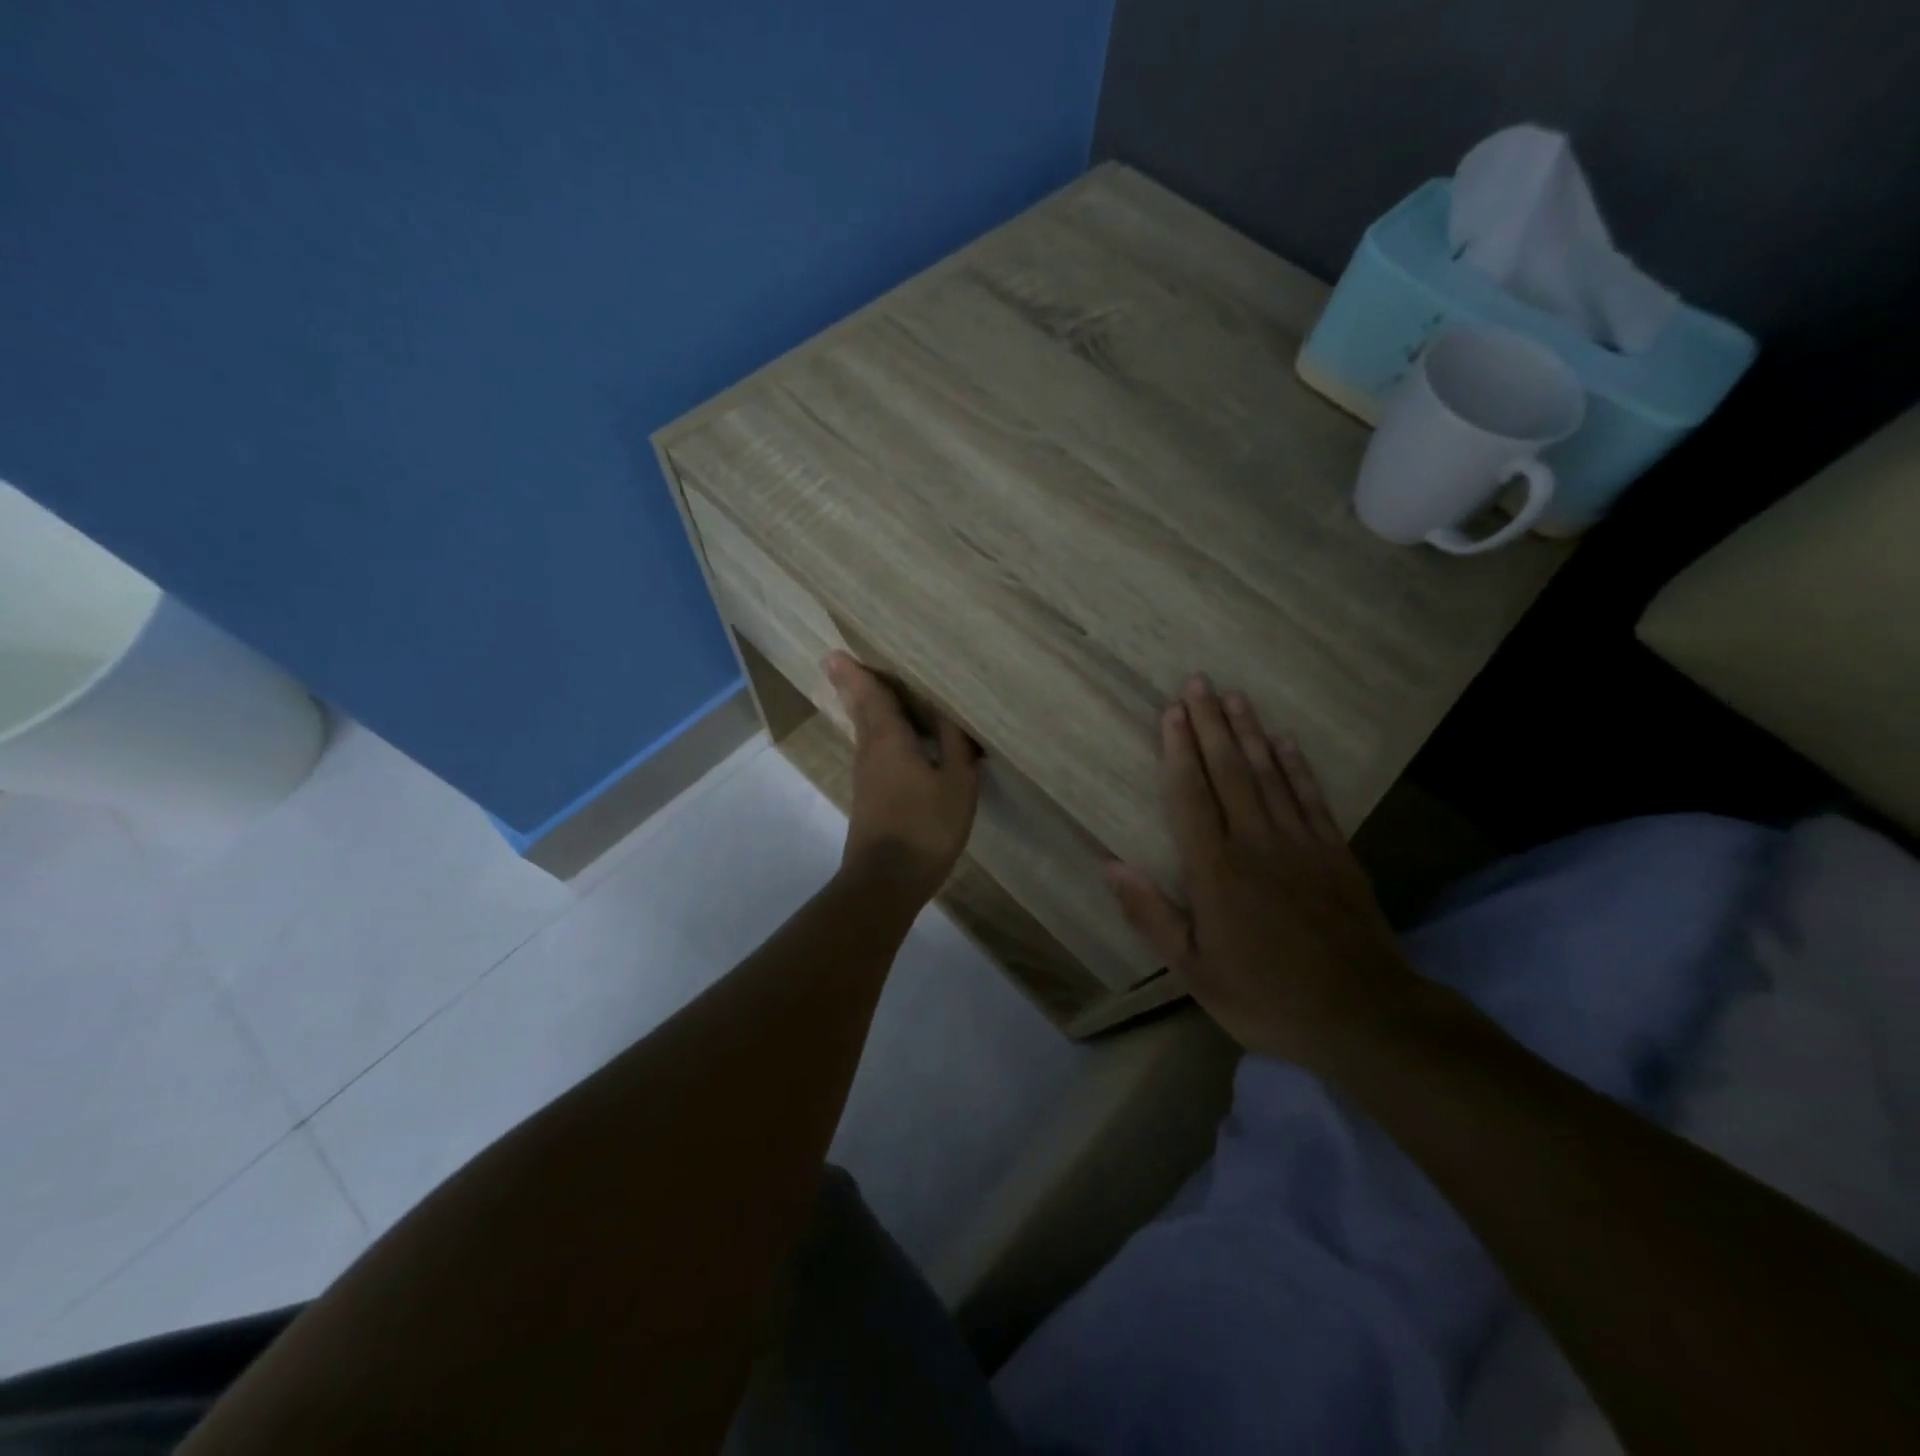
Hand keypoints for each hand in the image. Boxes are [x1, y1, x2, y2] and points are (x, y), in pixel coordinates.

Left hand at [825, 652, 979, 905]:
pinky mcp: (870, 798)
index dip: (857, 674)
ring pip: (865, 732)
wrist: (887, 880)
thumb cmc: (926, 826)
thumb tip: (949, 713)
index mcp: (889, 739)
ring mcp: (866, 777)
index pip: (871, 696)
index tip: (835, 654)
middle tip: (840, 663)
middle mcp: (870, 751)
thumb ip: (955, 744)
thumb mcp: (956, 782)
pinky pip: (874, 752)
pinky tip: (894, 740)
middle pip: (861, 711)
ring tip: (871, 691)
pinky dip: (879, 735)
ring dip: (865, 710)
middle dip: (853, 687)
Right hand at [1105, 676, 1417, 1067]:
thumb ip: (1151, 915)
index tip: (1172, 712)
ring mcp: (1301, 845)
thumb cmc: (1266, 998)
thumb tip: (1110, 866)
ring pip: (1269, 775)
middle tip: (1198, 683)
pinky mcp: (1335, 854)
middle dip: (1210, 724)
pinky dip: (1297, 766)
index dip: (1178, 751)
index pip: (1191, 797)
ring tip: (1235, 697)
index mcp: (1216, 872)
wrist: (1364, 1018)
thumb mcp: (1194, 972)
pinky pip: (1311, 798)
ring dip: (1249, 733)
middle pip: (1229, 772)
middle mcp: (1256, 844)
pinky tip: (1285, 741)